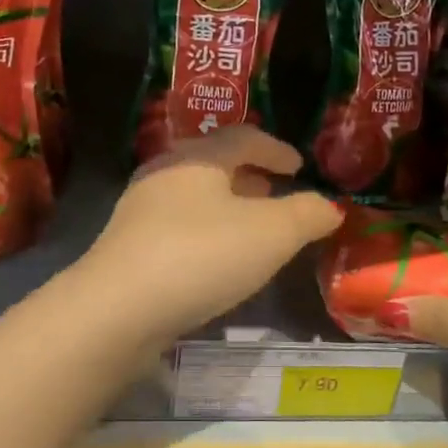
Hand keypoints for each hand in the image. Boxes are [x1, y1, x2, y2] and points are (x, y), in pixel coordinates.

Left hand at [79, 127, 342, 344]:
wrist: (117, 310)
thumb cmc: (202, 255)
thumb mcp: (272, 233)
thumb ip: (307, 215)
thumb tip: (330, 206)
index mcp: (197, 158)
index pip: (242, 138)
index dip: (276, 149)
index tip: (299, 166)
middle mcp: (164, 175)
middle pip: (213, 164)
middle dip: (249, 176)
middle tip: (276, 192)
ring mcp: (140, 212)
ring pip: (194, 198)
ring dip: (227, 206)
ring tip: (252, 227)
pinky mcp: (128, 249)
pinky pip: (178, 228)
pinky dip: (207, 232)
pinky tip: (217, 261)